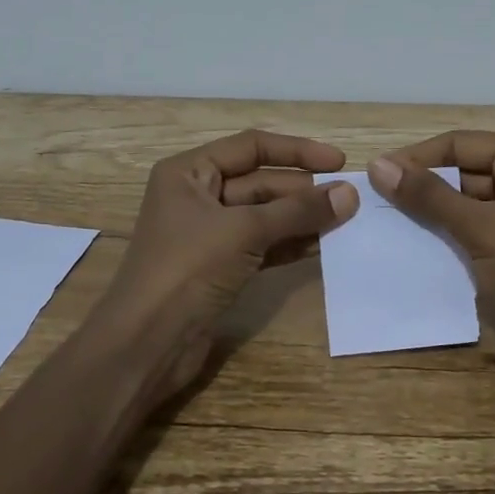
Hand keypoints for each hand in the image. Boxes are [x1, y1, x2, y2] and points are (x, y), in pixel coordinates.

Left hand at [98, 130, 358, 399]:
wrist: (145, 345)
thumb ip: (298, 211)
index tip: (339, 161)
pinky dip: (289, 244)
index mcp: (189, 172)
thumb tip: (349, 194)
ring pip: (263, 215)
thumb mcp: (244, 231)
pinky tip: (322, 246)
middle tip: (349, 200)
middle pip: (260, 182)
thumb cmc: (187, 270)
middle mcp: (197, 195)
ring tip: (345, 222)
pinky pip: (261, 244)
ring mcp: (207, 233)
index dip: (298, 151)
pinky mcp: (218, 267)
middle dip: (303, 191)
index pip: (252, 147)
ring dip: (301, 218)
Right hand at [368, 132, 494, 384]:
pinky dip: (443, 240)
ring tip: (382, 226)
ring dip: (429, 216)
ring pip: (462, 206)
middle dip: (421, 188)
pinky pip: (470, 235)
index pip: (459, 144)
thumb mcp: (483, 227)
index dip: (416, 158)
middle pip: (461, 173)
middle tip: (373, 204)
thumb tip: (377, 165)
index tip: (372, 175)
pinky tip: (408, 250)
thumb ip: (429, 196)